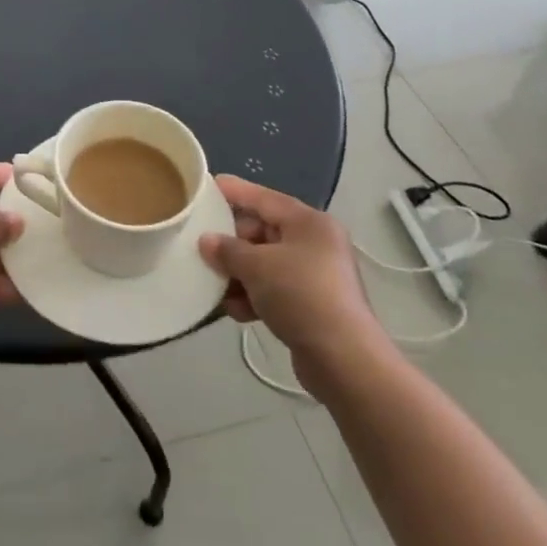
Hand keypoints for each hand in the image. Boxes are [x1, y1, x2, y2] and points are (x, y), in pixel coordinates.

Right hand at [199, 177, 380, 386]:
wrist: (343, 360)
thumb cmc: (301, 295)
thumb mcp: (257, 267)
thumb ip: (227, 250)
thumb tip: (207, 241)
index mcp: (309, 223)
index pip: (263, 198)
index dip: (234, 191)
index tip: (207, 185)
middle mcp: (315, 243)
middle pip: (263, 232)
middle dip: (232, 243)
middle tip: (203, 250)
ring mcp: (316, 275)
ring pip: (266, 263)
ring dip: (239, 274)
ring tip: (215, 285)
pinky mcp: (312, 305)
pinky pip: (274, 289)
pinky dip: (254, 296)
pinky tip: (235, 310)